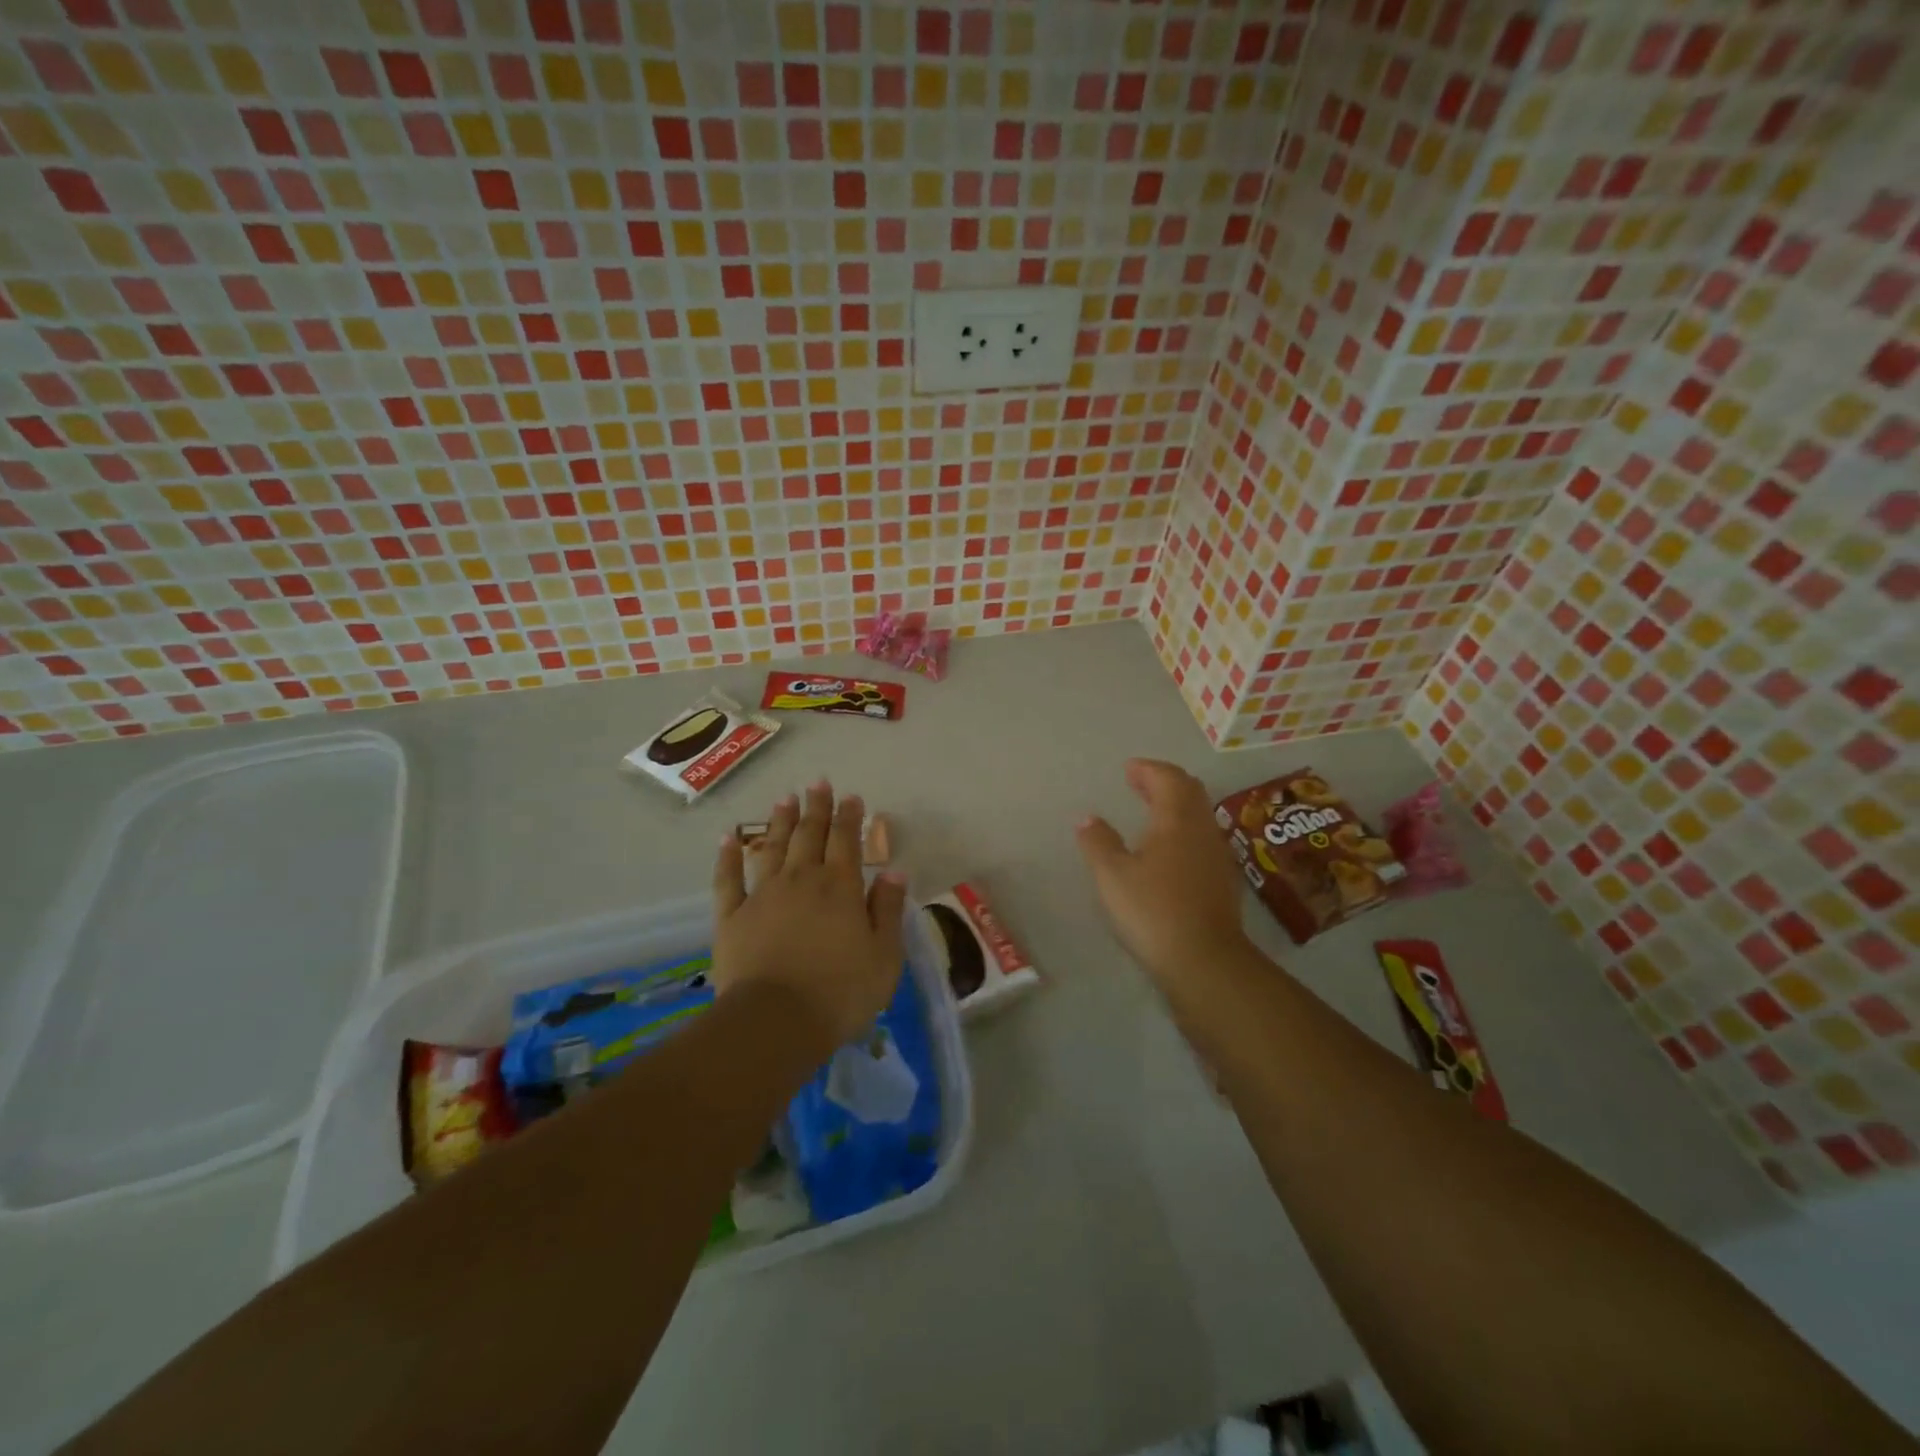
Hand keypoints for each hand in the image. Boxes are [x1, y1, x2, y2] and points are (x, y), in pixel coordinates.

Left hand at [712, 781, 908, 1049]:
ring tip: (784, 798)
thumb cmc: (840, 992)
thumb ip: (888, 909)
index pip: (847, 841)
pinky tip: (728, 837)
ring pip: (772, 847)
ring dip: (779, 821)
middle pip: (809, 834)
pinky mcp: (732, 916)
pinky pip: (728, 879)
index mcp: (840, 887)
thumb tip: (894, 871)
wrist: (775, 1021)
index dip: (850, 817)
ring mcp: (763, 895)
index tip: (851, 797)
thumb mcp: (884, 955)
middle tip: (818, 782)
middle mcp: (801, 880)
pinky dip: (727, 856)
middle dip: (816, 807)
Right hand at [1076, 759, 1248, 985]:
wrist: (1205, 961)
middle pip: (1190, 792)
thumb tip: (1088, 818)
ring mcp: (1217, 856)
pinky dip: (1184, 830)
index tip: (1129, 768)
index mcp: (1176, 820)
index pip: (1168, 778)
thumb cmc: (1153, 910)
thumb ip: (1098, 842)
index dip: (1149, 769)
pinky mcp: (1223, 881)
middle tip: (1140, 782)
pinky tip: (1168, 850)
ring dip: (1176, 805)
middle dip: (1165, 782)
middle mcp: (1202, 830)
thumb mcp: (1112, 875)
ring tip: (1151, 812)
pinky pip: (1202, 839)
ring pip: (1200, 816)